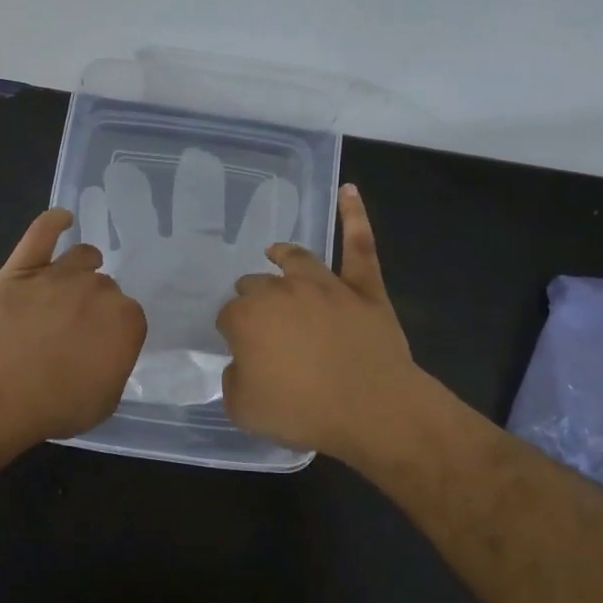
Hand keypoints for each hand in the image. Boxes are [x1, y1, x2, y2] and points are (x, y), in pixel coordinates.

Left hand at [0, 208, 146, 442]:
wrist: (0, 389)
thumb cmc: (58, 404)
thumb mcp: (105, 401)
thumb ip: (114, 370)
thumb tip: (106, 357)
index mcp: (127, 321)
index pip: (129, 318)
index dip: (115, 332)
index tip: (101, 347)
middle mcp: (99, 290)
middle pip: (105, 287)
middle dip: (96, 304)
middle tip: (78, 328)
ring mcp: (59, 275)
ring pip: (82, 257)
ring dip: (84, 265)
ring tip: (78, 275)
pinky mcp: (22, 268)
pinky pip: (42, 234)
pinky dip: (53, 222)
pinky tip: (61, 218)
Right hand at [216, 185, 423, 460]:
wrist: (372, 409)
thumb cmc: (303, 412)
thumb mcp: (244, 409)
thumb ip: (234, 381)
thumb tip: (243, 363)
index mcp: (248, 317)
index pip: (229, 316)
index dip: (233, 332)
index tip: (240, 348)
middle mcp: (282, 291)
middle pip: (258, 285)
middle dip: (253, 296)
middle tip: (258, 317)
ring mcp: (326, 285)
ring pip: (298, 259)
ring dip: (282, 255)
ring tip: (275, 252)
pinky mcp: (364, 288)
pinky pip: (359, 245)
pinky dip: (354, 216)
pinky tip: (349, 190)